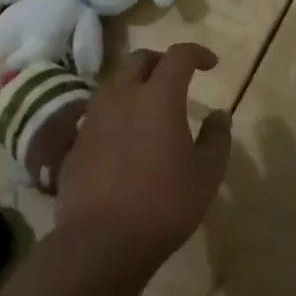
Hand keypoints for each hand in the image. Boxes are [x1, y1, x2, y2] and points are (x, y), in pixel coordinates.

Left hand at [58, 44, 232, 269]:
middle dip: (162, 61)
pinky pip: (99, 112)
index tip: (211, 65)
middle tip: (177, 78)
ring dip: (135, 85)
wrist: (100, 241)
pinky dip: (117, 113)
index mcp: (158, 97)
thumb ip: (217, 138)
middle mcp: (123, 96)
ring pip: (115, 83)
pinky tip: (126, 139)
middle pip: (140, 59)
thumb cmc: (163, 204)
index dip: (197, 53)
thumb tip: (219, 115)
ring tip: (150, 107)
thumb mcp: (206, 174)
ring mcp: (94, 117)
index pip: (178, 56)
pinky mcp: (76, 141)